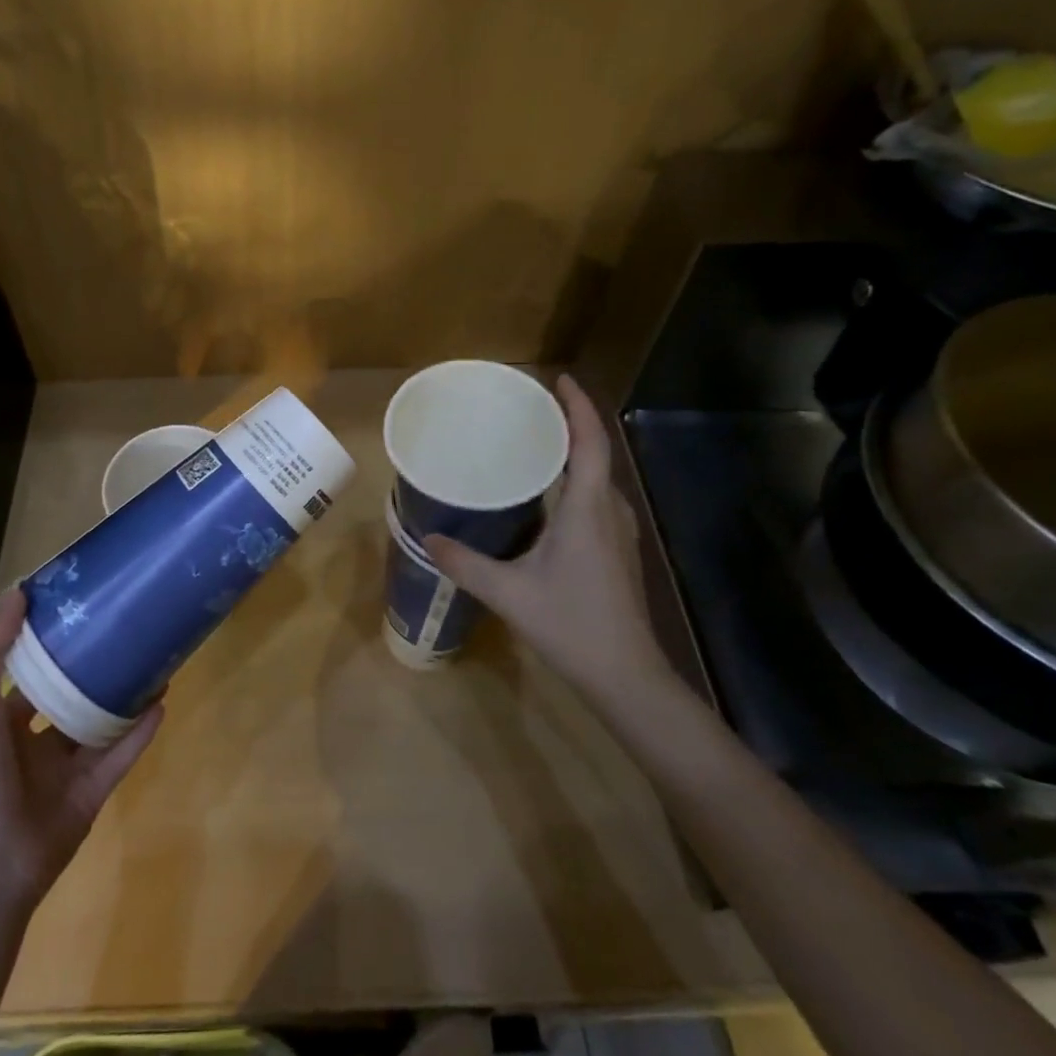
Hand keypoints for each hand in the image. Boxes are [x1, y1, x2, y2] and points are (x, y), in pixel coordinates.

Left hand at [0, 589, 162, 911]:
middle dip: (95, 667)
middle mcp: (34, 744)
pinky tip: (162, 701)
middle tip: (126, 630)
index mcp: (1, 723)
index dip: (51, 644)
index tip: (79, 609)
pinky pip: (121, 756)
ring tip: (153, 660)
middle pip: (71, 696)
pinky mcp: (93, 795)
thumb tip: (19, 592)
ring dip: (125, 696)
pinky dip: (141, 731)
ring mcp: (66, 771)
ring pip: (101, 724)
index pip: (29, 674)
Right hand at [424, 375, 670, 705]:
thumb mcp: (508, 592)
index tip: (559, 379)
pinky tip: (548, 497)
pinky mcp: (618, 551)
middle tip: (532, 409)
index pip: (590, 443)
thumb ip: (465, 563)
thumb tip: (428, 539)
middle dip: (570, 424)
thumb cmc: (571, 625)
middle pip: (596, 453)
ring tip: (536, 445)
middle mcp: (610, 511)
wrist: (627, 676)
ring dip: (574, 453)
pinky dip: (576, 481)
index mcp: (588, 510)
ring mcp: (619, 532)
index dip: (578, 407)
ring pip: (599, 478)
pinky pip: (597, 499)